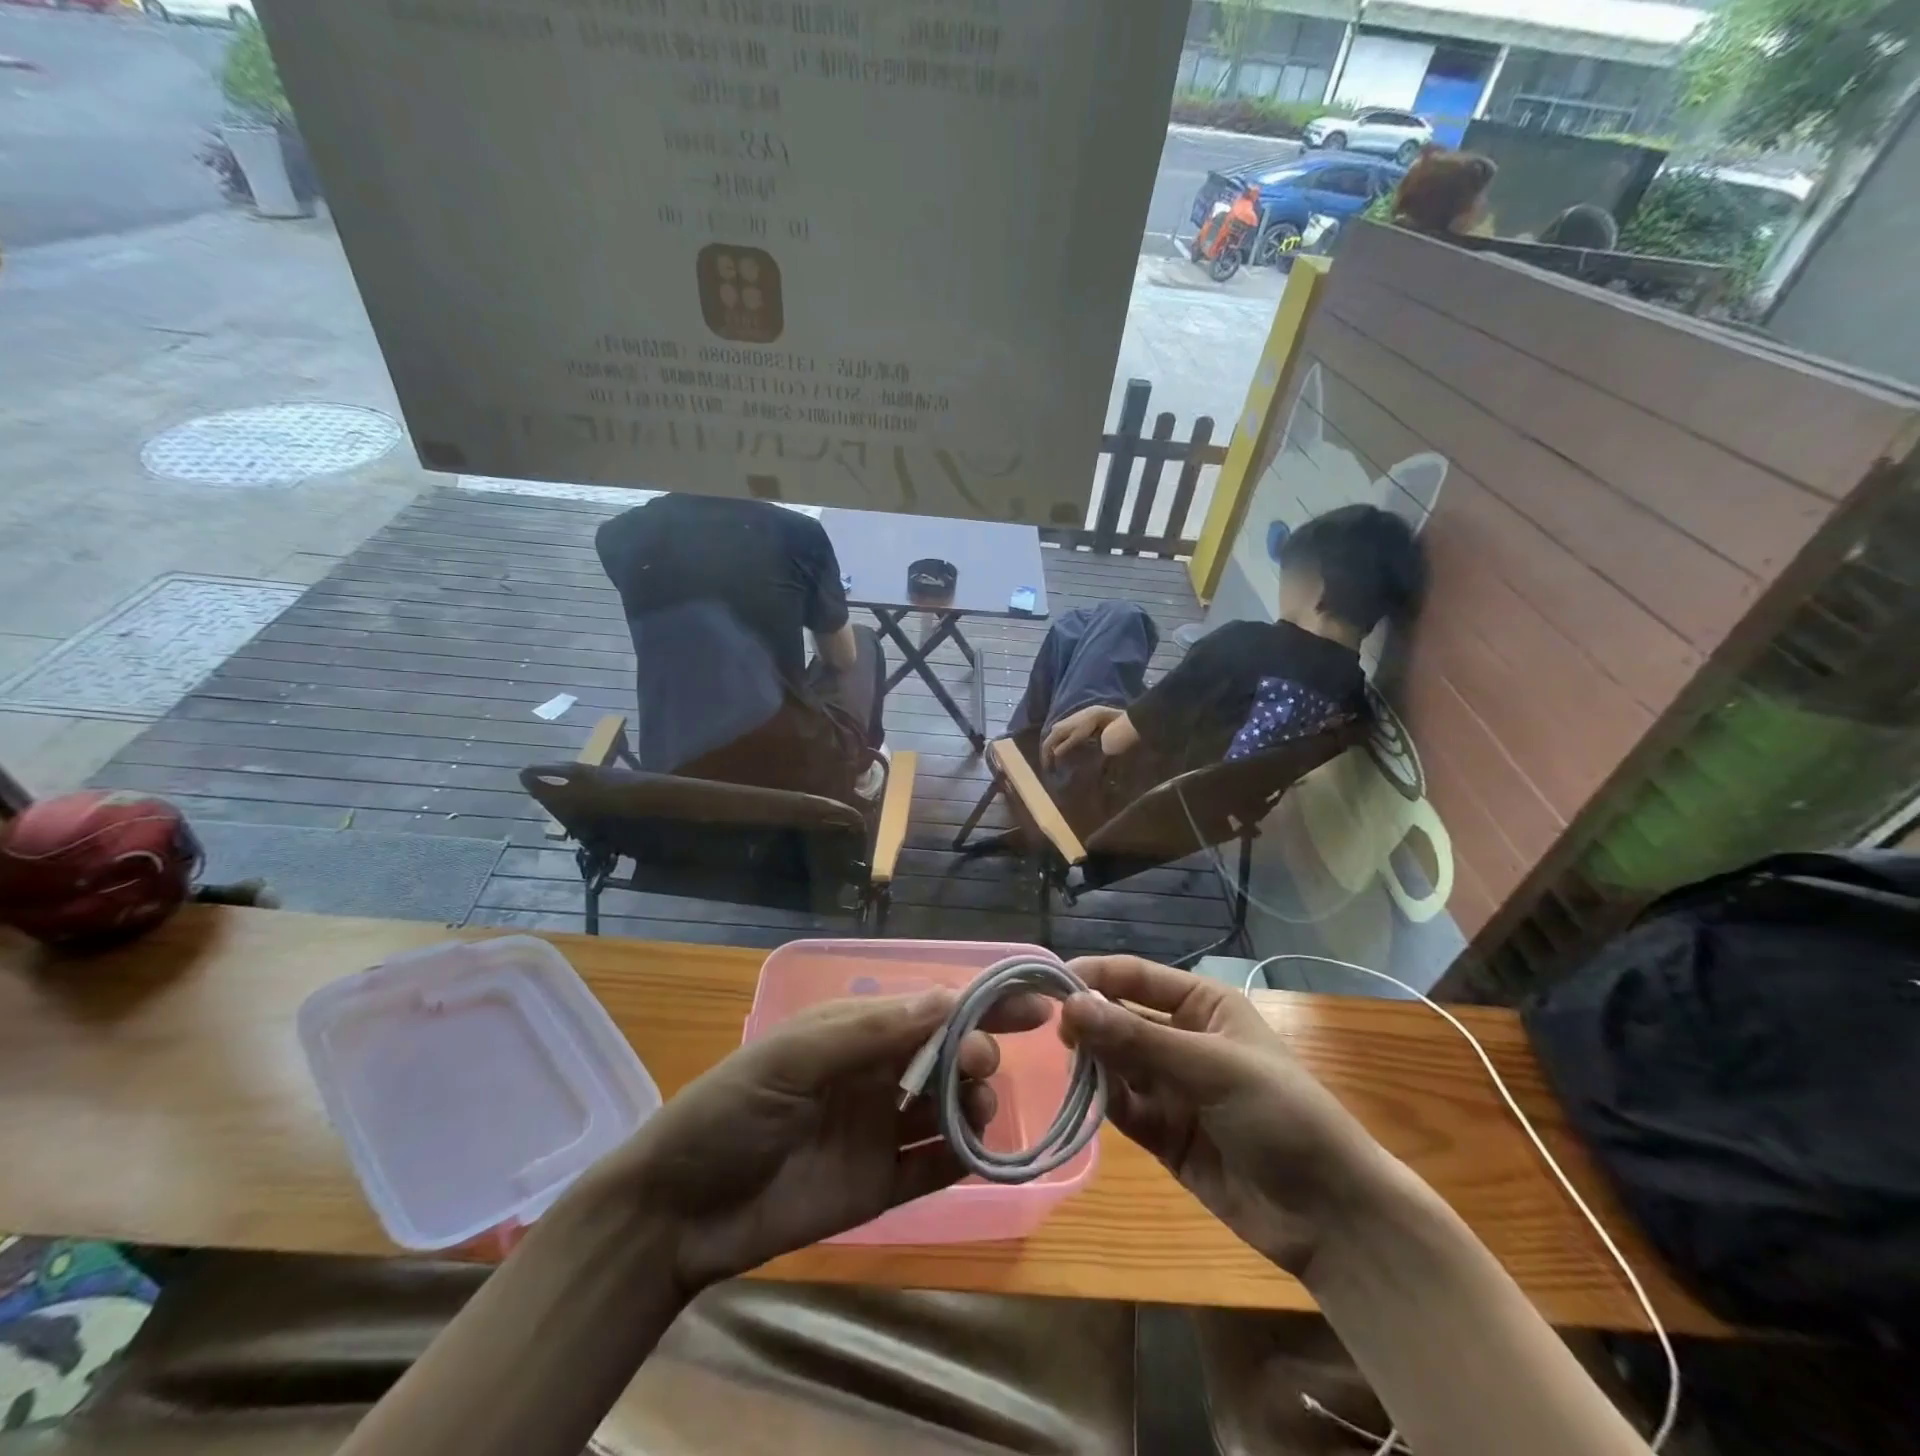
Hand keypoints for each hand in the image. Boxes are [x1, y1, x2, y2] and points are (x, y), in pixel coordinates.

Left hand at [617, 989, 1045, 1294]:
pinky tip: (980, 1156)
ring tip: (974, 1114)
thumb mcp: (793, 1058)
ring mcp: (881, 1130)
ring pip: (949, 1109)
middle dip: (976, 1053)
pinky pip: (935, 1168)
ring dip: (974, 1105)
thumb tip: (948, 999)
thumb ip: (870, 1032)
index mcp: (857, 1031)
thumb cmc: (731, 1111)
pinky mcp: (881, 1185)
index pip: (932, 1008)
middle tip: (980, 1067)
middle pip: (949, 1055)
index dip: (982, 1002)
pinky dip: (963, 1160)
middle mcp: (877, 1074)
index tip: (1035, 1004)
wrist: (678, 1212)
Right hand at [1041, 705, 1121, 766]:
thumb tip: (1054, 754)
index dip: (1045, 757)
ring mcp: (1059, 725)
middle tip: (1051, 765)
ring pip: (1053, 740)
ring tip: (1055, 759)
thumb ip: (1065, 746)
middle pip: (1048, 743)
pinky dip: (1057, 745)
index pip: (1046, 746)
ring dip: (1053, 750)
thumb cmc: (1086, 727)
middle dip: (1048, 754)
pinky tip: (1061, 749)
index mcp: (1056, 731)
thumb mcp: (1076, 738)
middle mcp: (1055, 727)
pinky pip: (1057, 737)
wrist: (1093, 714)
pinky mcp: (1064, 725)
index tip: (1047, 767)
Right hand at [1059, 956, 1391, 1274]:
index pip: (1136, 976)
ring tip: (1067, 1065)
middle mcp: (1181, 1038)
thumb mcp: (1211, 1067)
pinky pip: (1122, 1106)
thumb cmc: (1281, 1115)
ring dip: (1092, 1061)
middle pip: (1120, 1017)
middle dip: (1090, 1020)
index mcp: (1202, 1004)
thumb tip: (1071, 1004)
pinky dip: (1101, 1101)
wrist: (1331, 1217)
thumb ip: (1138, 1038)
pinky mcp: (1162, 1133)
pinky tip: (1083, 1097)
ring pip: (1116, 1062)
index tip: (1049, 985)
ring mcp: (1171, 1087)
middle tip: (1054, 1032)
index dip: (1095, 976)